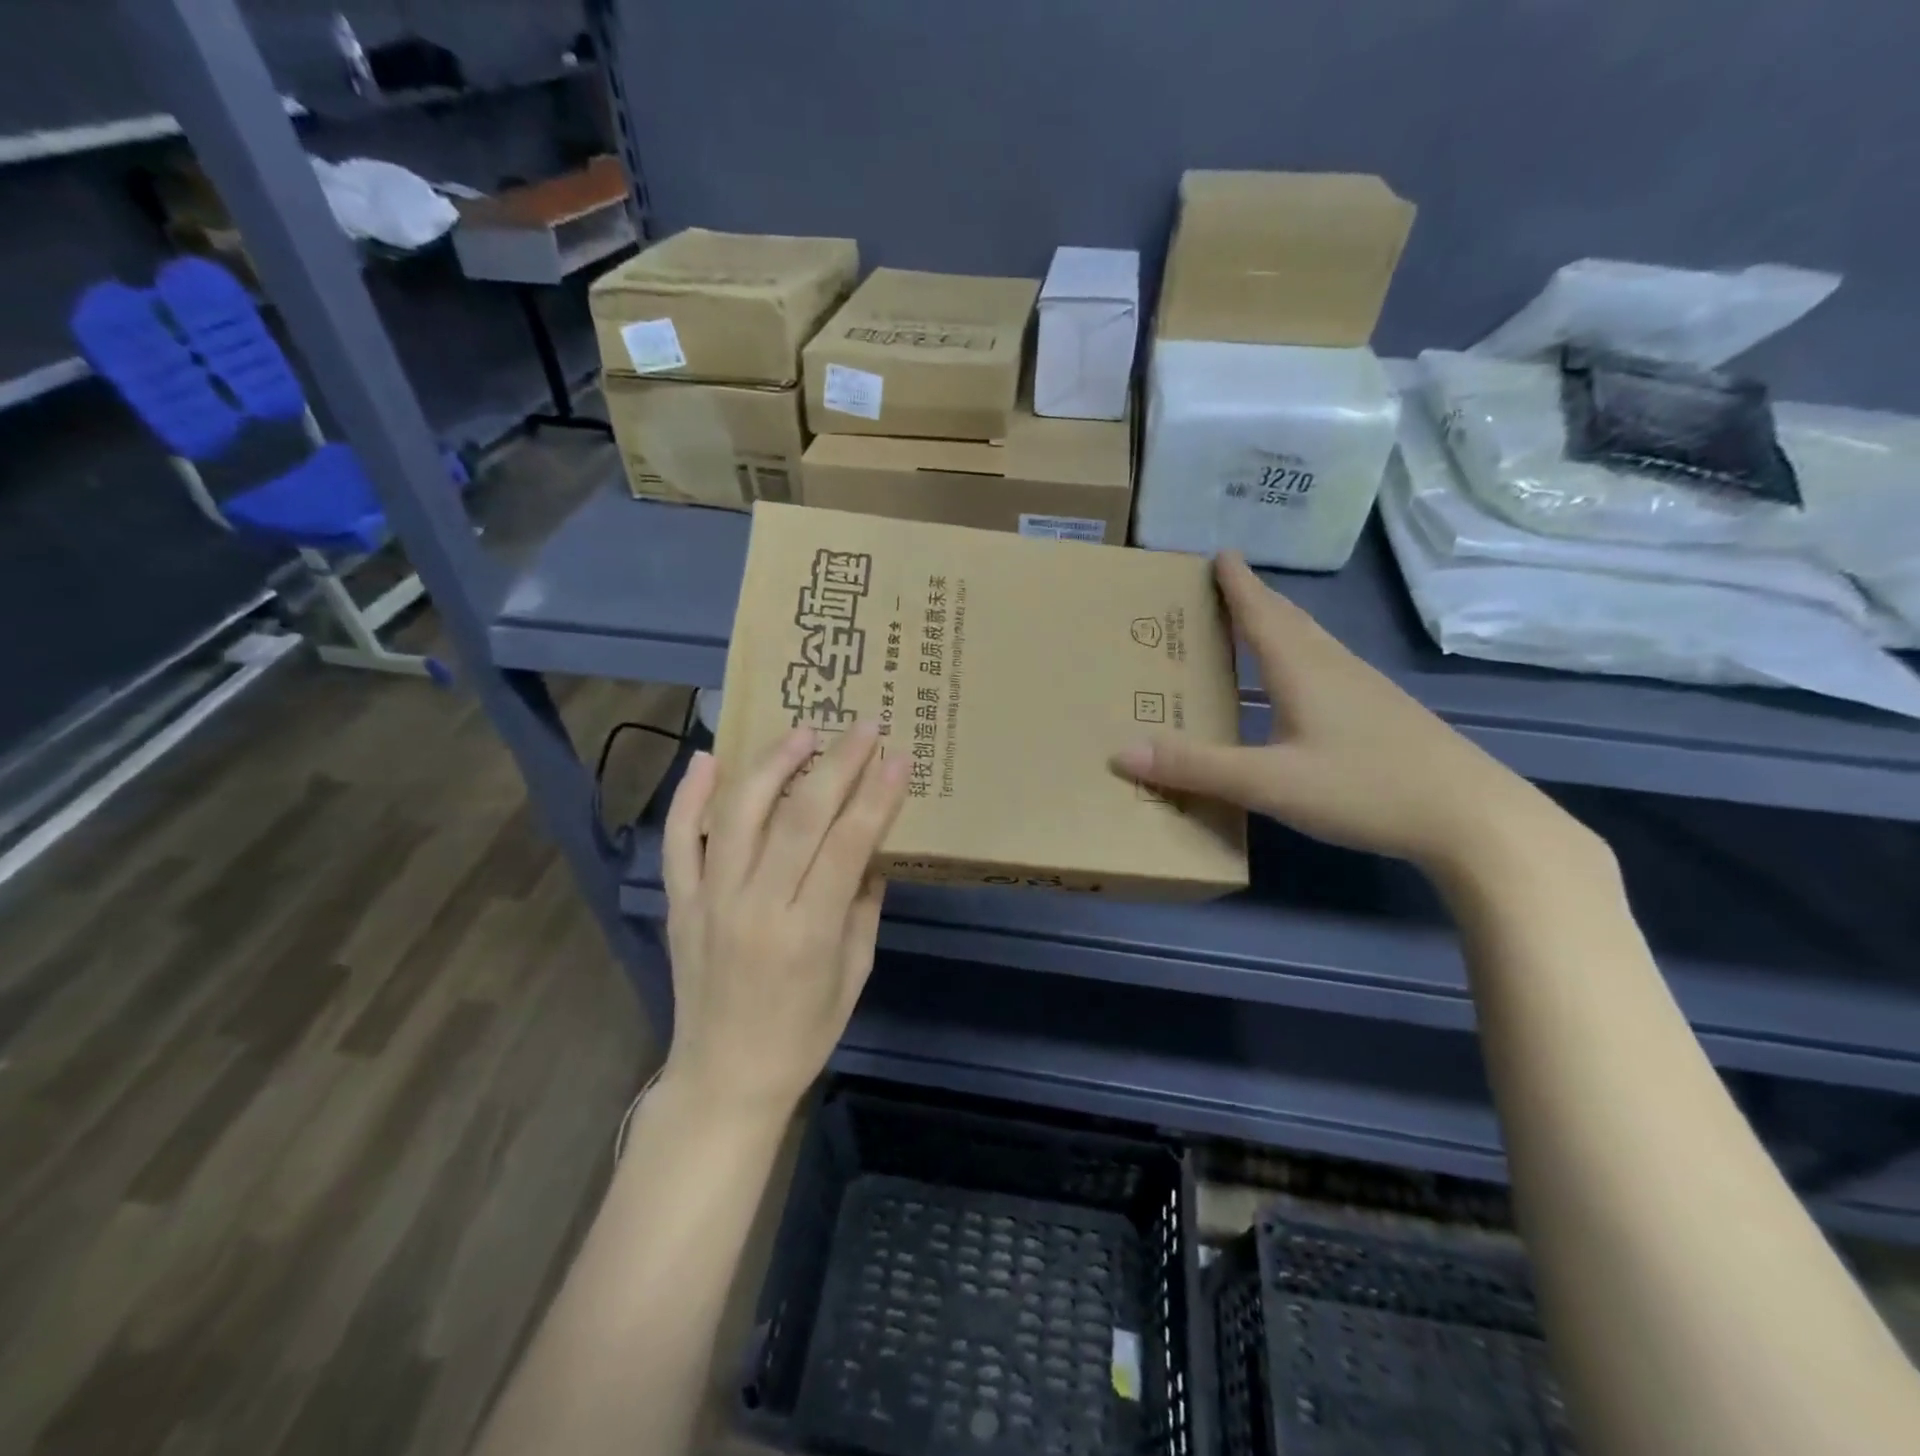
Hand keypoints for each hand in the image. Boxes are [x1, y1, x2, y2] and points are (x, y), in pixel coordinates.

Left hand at [661, 722, 907, 1118]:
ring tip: (802, 733)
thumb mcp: (853, 975)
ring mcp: (710, 899)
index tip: (898, 757)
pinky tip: (709, 758)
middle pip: (798, 816)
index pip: (847, 843)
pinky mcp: (680, 902)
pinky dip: (690, 797)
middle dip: (837, 764)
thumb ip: (864, 907)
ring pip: (738, 813)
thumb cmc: (802, 1033)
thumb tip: (871, 850)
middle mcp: (755, 905)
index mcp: (807, 930)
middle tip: (863, 726)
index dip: (876, 795)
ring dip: (772, 764)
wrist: (723, 1078)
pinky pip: (678, 840)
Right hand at [1112, 552, 1568, 876]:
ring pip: (1313, 643)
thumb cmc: (1365, 788)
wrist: (1472, 818)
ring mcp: (1365, 690)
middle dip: (1255, 599)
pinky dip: (1301, 657)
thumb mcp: (1268, 783)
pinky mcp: (1383, 715)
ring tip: (1256, 624)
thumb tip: (1120, 751)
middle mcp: (1334, 668)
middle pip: (1289, 621)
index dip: (1237, 584)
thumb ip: (1196, 768)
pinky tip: (1301, 684)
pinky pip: (1328, 668)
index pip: (1261, 614)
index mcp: (1303, 670)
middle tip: (1226, 583)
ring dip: (1281, 626)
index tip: (1218, 553)